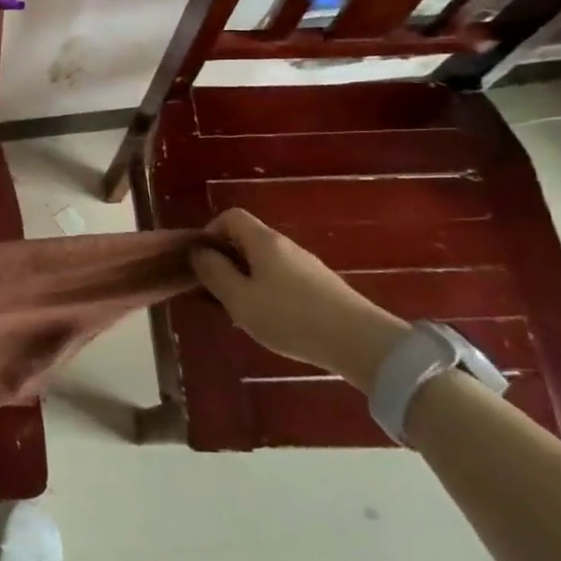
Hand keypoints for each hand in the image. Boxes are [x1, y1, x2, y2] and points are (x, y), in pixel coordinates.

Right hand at [191, 209, 409, 392]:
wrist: (362, 343)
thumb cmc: (291, 317)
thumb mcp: (240, 298)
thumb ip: (214, 272)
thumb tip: (199, 252)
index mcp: (263, 241)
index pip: (231, 217)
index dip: (210, 233)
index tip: (204, 263)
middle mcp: (286, 246)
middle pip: (247, 239)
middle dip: (227, 261)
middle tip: (219, 293)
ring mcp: (307, 265)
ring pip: (265, 262)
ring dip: (247, 279)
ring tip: (244, 311)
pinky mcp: (322, 286)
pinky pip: (284, 278)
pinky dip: (269, 291)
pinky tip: (274, 321)